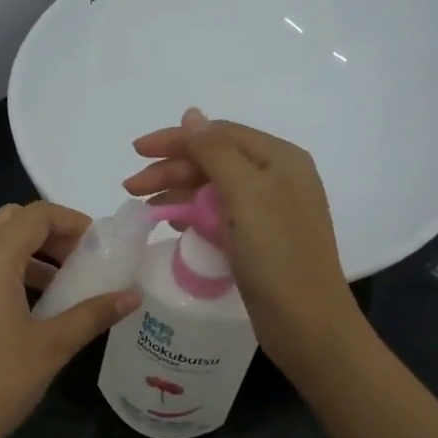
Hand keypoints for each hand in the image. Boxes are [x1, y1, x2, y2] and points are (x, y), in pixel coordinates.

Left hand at [0, 201, 138, 437]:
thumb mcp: (51, 348)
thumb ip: (92, 314)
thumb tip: (131, 296)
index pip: (35, 214)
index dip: (72, 221)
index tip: (99, 245)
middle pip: (8, 221)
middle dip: (47, 233)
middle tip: (78, 262)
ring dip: (24, 254)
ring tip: (57, 289)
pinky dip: (1, 273)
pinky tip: (22, 313)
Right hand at [124, 108, 362, 377]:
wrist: (306, 323)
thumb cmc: (277, 253)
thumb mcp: (245, 193)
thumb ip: (215, 151)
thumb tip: (191, 115)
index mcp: (280, 159)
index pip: (219, 134)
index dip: (176, 139)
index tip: (136, 151)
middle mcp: (277, 179)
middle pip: (215, 161)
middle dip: (171, 169)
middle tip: (131, 187)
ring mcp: (269, 212)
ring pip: (214, 189)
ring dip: (178, 193)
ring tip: (145, 207)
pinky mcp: (259, 241)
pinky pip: (220, 216)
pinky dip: (194, 215)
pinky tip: (172, 225)